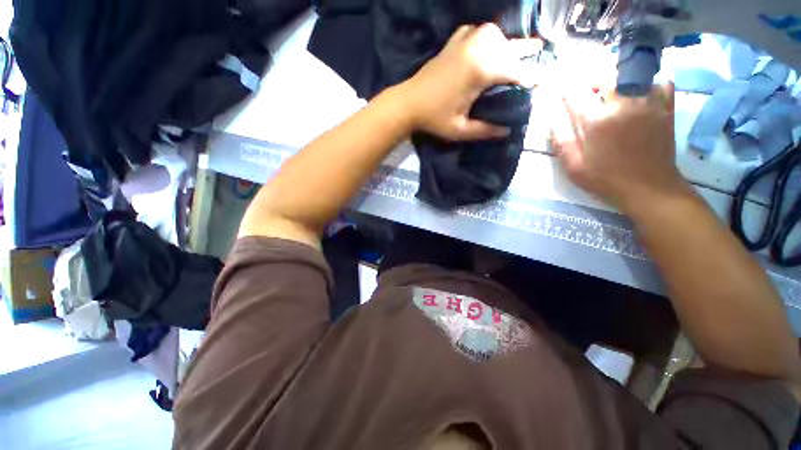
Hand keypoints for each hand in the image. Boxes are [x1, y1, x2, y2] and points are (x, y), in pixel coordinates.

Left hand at [399, 23, 539, 140]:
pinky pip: (477, 31)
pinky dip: (487, 36)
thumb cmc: (433, 118)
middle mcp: (477, 48)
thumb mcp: (460, 130)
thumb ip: (485, 130)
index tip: (541, 81)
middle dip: (525, 52)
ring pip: (495, 34)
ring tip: (515, 51)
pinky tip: (488, 44)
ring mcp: (464, 41)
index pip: (514, 70)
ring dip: (507, 42)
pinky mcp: (454, 41)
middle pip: (508, 48)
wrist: (408, 102)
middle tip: (540, 52)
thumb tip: (507, 131)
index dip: (529, 76)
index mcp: (480, 70)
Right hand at [551, 83, 692, 214]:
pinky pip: (661, 82)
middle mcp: (623, 104)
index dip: (564, 88)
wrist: (649, 188)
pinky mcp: (665, 108)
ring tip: (612, 89)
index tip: (557, 87)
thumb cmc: (606, 179)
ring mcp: (648, 103)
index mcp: (597, 121)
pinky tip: (642, 92)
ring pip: (632, 75)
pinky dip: (651, 82)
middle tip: (585, 89)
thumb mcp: (574, 167)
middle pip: (605, 76)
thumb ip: (561, 143)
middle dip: (591, 79)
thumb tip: (552, 122)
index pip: (576, 93)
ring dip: (618, 78)